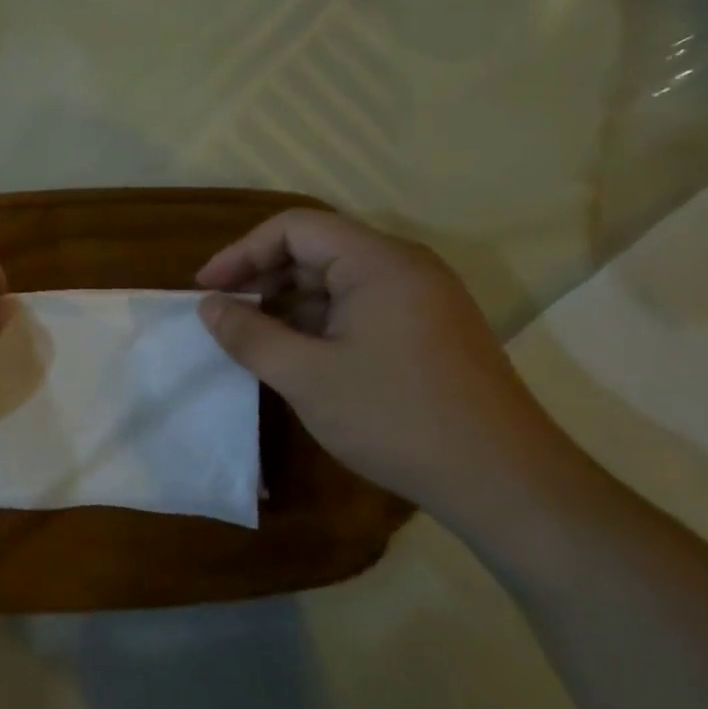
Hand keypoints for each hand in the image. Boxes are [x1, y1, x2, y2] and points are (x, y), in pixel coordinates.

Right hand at [196, 209, 570, 510]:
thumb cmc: (395, 418)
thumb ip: (249, 335)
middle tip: (223, 313)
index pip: (295, 228)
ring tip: (251, 336)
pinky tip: (296, 353)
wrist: (502, 480)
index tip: (205, 289)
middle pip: (317, 249)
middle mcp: (404, 267)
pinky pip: (360, 306)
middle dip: (263, 276)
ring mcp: (422, 298)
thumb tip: (209, 307)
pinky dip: (320, 320)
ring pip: (338, 280)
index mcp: (379, 262)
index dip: (242, 252)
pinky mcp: (429, 328)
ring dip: (289, 302)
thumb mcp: (306, 377)